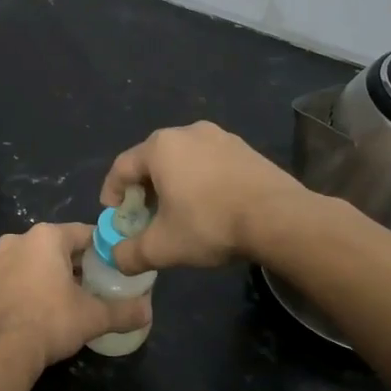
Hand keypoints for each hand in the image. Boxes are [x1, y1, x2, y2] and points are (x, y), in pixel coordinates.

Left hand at [0, 222, 151, 380]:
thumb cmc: (49, 322)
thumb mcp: (93, 317)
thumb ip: (124, 311)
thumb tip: (148, 311)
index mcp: (45, 237)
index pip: (83, 233)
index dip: (101, 249)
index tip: (112, 267)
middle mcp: (15, 239)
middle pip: (53, 247)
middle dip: (71, 264)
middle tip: (88, 288)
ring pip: (26, 262)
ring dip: (42, 275)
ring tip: (57, 302)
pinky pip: (5, 279)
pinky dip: (18, 288)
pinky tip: (28, 312)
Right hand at [100, 122, 302, 274]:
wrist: (279, 218)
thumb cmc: (210, 224)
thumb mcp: (162, 247)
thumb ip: (130, 254)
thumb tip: (115, 258)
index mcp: (160, 147)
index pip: (121, 167)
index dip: (111, 193)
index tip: (113, 216)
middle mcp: (187, 132)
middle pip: (152, 160)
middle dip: (143, 189)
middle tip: (144, 216)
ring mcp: (220, 137)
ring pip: (183, 160)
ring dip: (173, 184)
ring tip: (177, 212)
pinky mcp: (245, 149)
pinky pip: (210, 163)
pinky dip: (200, 181)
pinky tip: (209, 206)